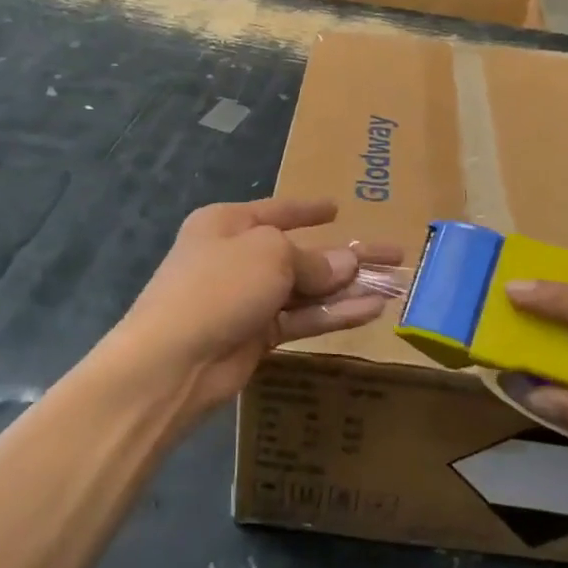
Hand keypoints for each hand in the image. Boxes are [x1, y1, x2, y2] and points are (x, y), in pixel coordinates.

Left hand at [97, 198, 400, 424]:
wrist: (172, 361)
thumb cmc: (218, 285)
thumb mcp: (270, 255)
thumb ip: (312, 261)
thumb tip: (345, 265)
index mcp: (228, 223)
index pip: (277, 210)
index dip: (309, 209)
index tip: (337, 207)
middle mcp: (238, 256)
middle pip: (301, 252)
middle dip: (346, 255)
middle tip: (393, 255)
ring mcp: (247, 298)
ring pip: (307, 289)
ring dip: (349, 288)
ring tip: (395, 284)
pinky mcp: (257, 336)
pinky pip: (302, 318)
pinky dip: (335, 314)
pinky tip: (372, 310)